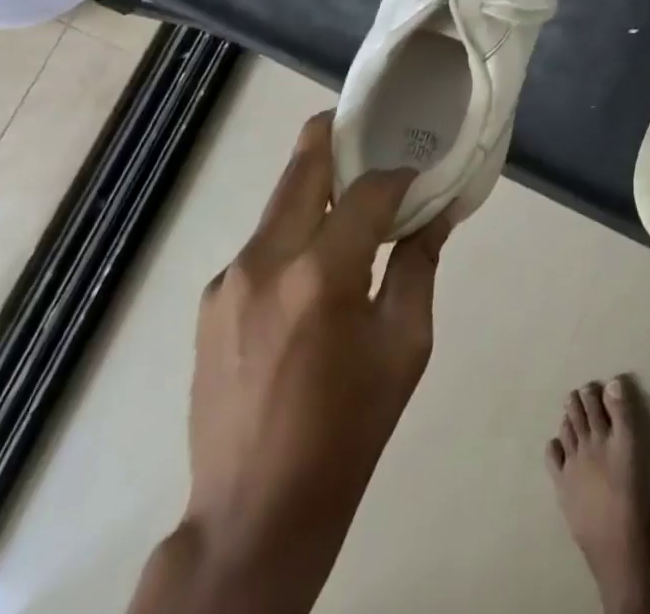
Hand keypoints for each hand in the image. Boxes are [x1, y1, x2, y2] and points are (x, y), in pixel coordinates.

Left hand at [129, 110, 449, 613]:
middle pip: (306, 160)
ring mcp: (229, 278)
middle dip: (344, 136)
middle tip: (380, 137)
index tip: (420, 175)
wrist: (253, 514)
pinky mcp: (211, 299)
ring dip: (321, 187)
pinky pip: (264, 241)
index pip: (368, 187)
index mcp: (320, 274)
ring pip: (282, 197)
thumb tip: (439, 210)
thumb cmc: (348, 429)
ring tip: (356, 208)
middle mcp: (265, 260)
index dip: (399, 172)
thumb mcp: (404, 345)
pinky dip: (297, 231)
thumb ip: (419, 264)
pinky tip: (317, 270)